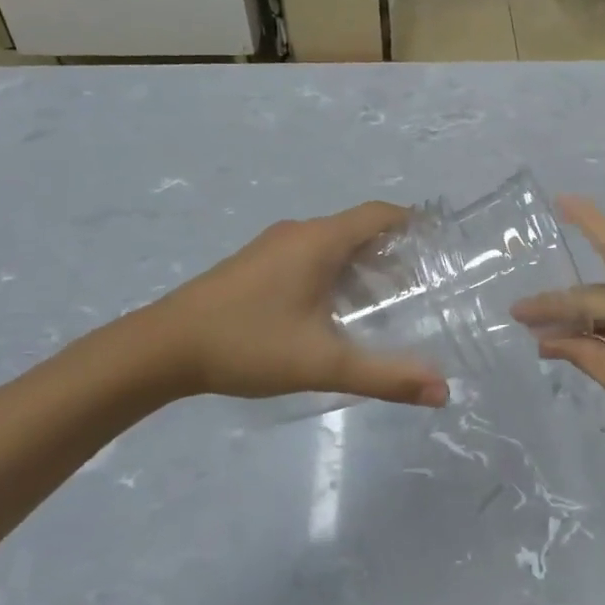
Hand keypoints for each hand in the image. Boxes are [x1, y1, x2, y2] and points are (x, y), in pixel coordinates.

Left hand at [116, 203, 449, 407]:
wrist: (161, 349)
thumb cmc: (248, 344)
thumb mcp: (323, 364)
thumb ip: (385, 377)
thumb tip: (443, 391)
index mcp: (319, 241)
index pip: (380, 214)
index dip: (413, 224)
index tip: (441, 247)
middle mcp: (298, 233)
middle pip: (358, 228)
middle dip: (392, 251)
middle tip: (420, 287)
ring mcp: (271, 247)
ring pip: (331, 243)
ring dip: (361, 264)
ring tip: (385, 302)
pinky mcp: (253, 265)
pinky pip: (308, 255)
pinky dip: (333, 271)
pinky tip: (333, 310)